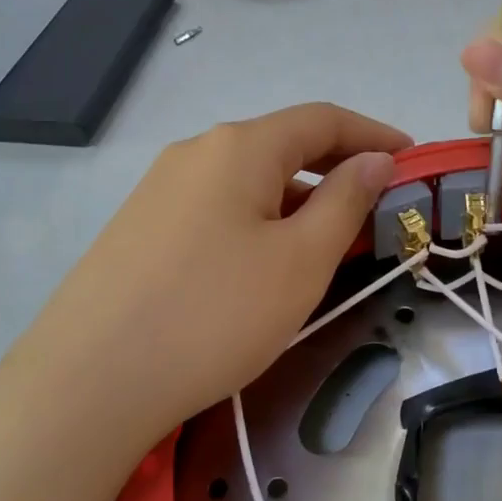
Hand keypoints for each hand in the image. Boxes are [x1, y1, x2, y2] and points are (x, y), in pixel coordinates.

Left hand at [13, 104, 408, 449]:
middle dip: (334, 171)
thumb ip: (345, 202)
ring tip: (323, 248)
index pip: (321, 120)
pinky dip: (255, 224)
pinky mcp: (138, 230)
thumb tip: (374, 161)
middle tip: (374, 211)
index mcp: (238, 147)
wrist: (90, 381)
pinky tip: (260, 268)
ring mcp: (158, 191)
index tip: (411, 159)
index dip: (373, 134)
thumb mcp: (300, 261)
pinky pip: (215, 211)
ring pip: (246, 183)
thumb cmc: (215, 314)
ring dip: (294, 203)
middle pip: (281, 147)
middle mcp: (194, 153)